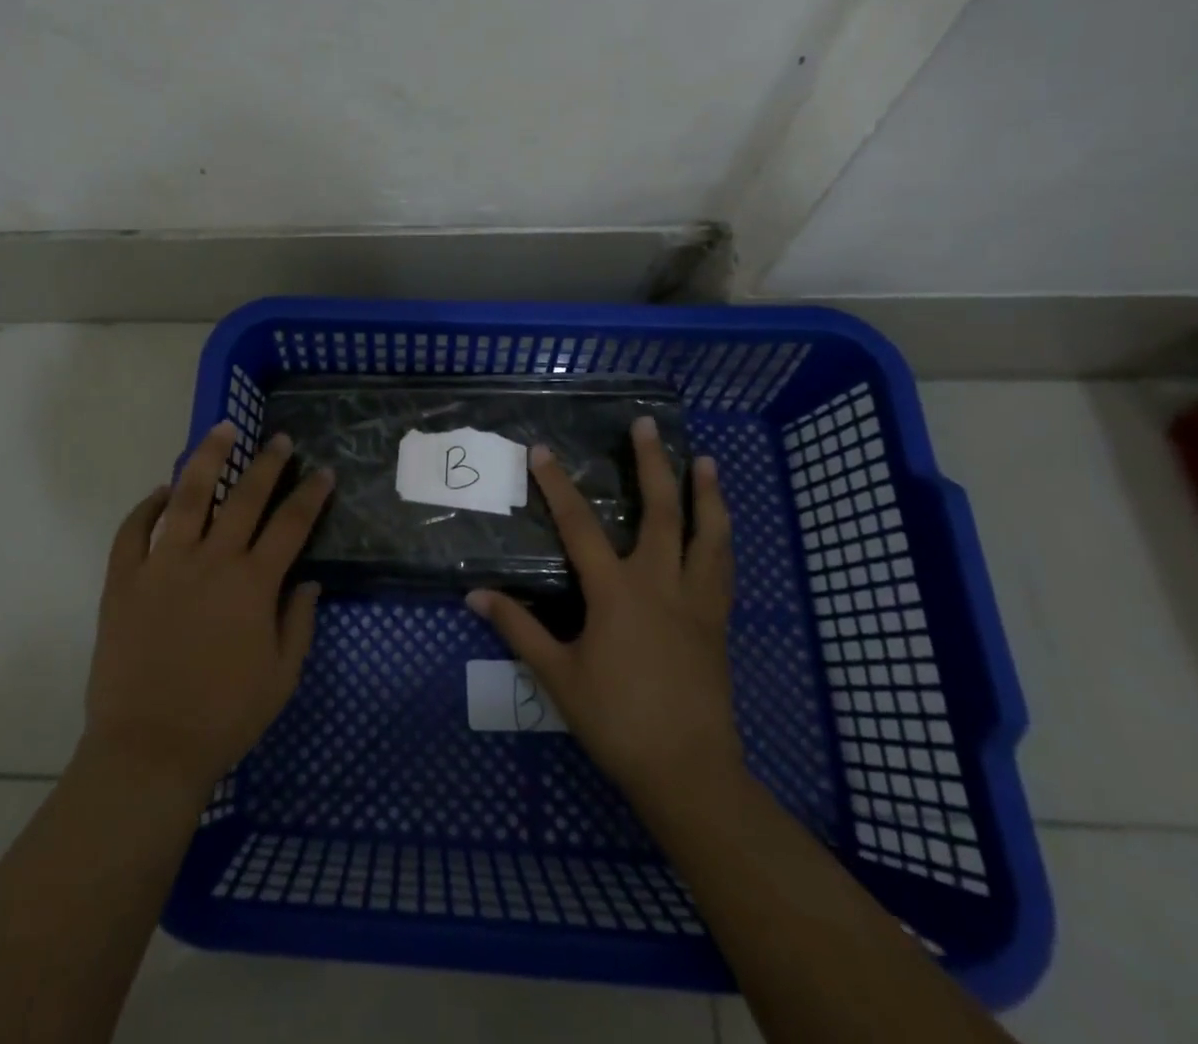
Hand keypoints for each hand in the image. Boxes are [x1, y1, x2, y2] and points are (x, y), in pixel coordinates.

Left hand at [81, 421, 333, 797]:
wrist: (148, 749)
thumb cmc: (224, 717)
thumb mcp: (282, 677)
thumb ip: (298, 622)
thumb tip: (308, 580)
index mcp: (252, 584)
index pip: (291, 525)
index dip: (311, 494)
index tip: (324, 471)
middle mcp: (211, 561)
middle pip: (244, 497)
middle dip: (267, 464)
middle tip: (280, 440)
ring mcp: (162, 565)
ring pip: (187, 497)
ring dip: (207, 459)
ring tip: (222, 430)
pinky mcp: (123, 580)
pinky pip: (132, 531)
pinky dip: (146, 506)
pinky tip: (160, 490)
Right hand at [466, 417, 742, 803]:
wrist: (688, 772)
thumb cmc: (617, 720)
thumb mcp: (558, 676)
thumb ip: (518, 629)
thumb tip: (475, 596)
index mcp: (616, 592)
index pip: (580, 526)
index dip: (558, 486)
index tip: (543, 451)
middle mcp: (660, 583)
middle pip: (661, 511)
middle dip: (653, 463)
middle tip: (649, 425)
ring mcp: (695, 601)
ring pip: (707, 534)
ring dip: (706, 493)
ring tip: (705, 461)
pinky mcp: (717, 622)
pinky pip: (722, 567)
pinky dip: (720, 537)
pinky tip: (719, 528)